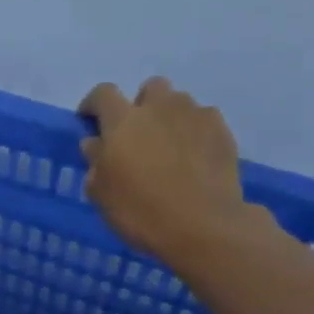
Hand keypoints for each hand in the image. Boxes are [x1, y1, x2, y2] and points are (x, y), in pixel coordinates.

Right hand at [78, 77, 261, 266]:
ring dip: (169, 118)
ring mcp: (196, 116)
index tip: (90, 121)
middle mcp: (160, 107)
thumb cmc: (139, 209)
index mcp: (123, 120)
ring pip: (179, 103)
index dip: (93, 104)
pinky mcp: (223, 131)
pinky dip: (194, 133)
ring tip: (168, 148)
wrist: (203, 225)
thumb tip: (96, 143)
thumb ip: (95, 160)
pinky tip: (192, 159)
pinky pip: (203, 121)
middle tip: (136, 135)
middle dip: (141, 104)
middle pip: (150, 88)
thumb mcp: (100, 192)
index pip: (102, 94)